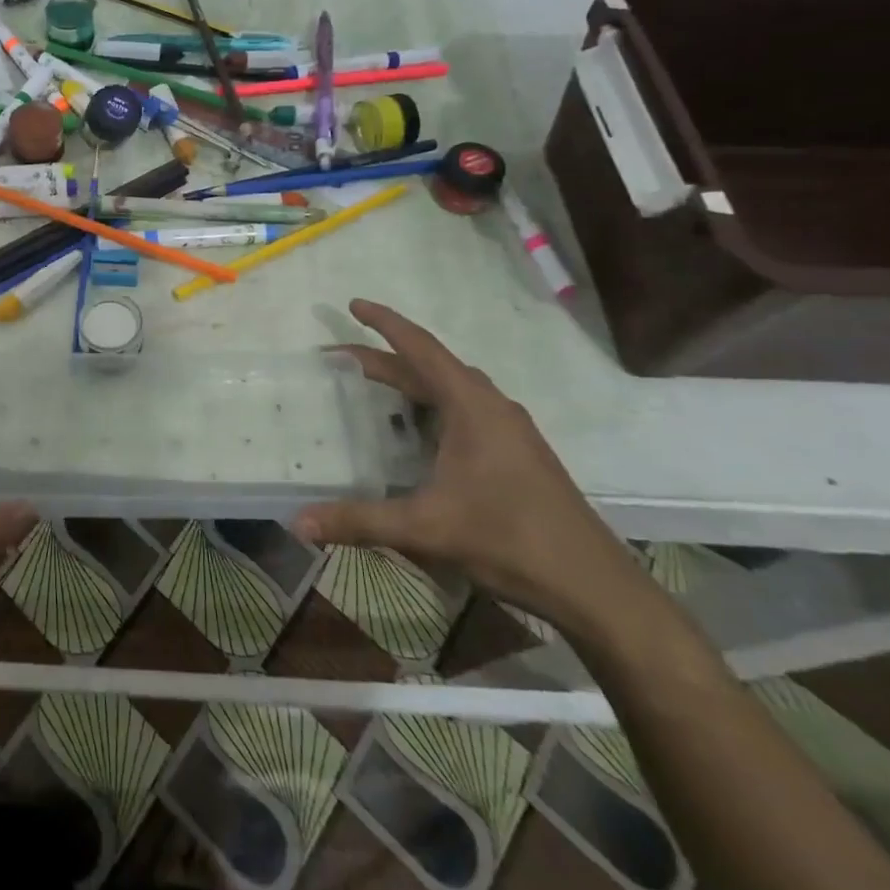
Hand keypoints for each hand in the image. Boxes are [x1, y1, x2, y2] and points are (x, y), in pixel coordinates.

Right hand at [293, 300, 647, 634]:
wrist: (591, 585)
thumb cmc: (508, 539)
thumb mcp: (426, 527)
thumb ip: (360, 520)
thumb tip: (298, 522)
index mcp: (472, 406)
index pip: (421, 349)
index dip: (385, 324)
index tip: (354, 305)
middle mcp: (492, 407)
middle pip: (431, 368)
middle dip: (385, 359)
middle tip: (340, 358)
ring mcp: (508, 430)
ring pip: (451, 390)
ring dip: (411, 382)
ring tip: (372, 387)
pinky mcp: (516, 453)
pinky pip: (464, 411)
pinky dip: (431, 406)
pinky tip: (417, 432)